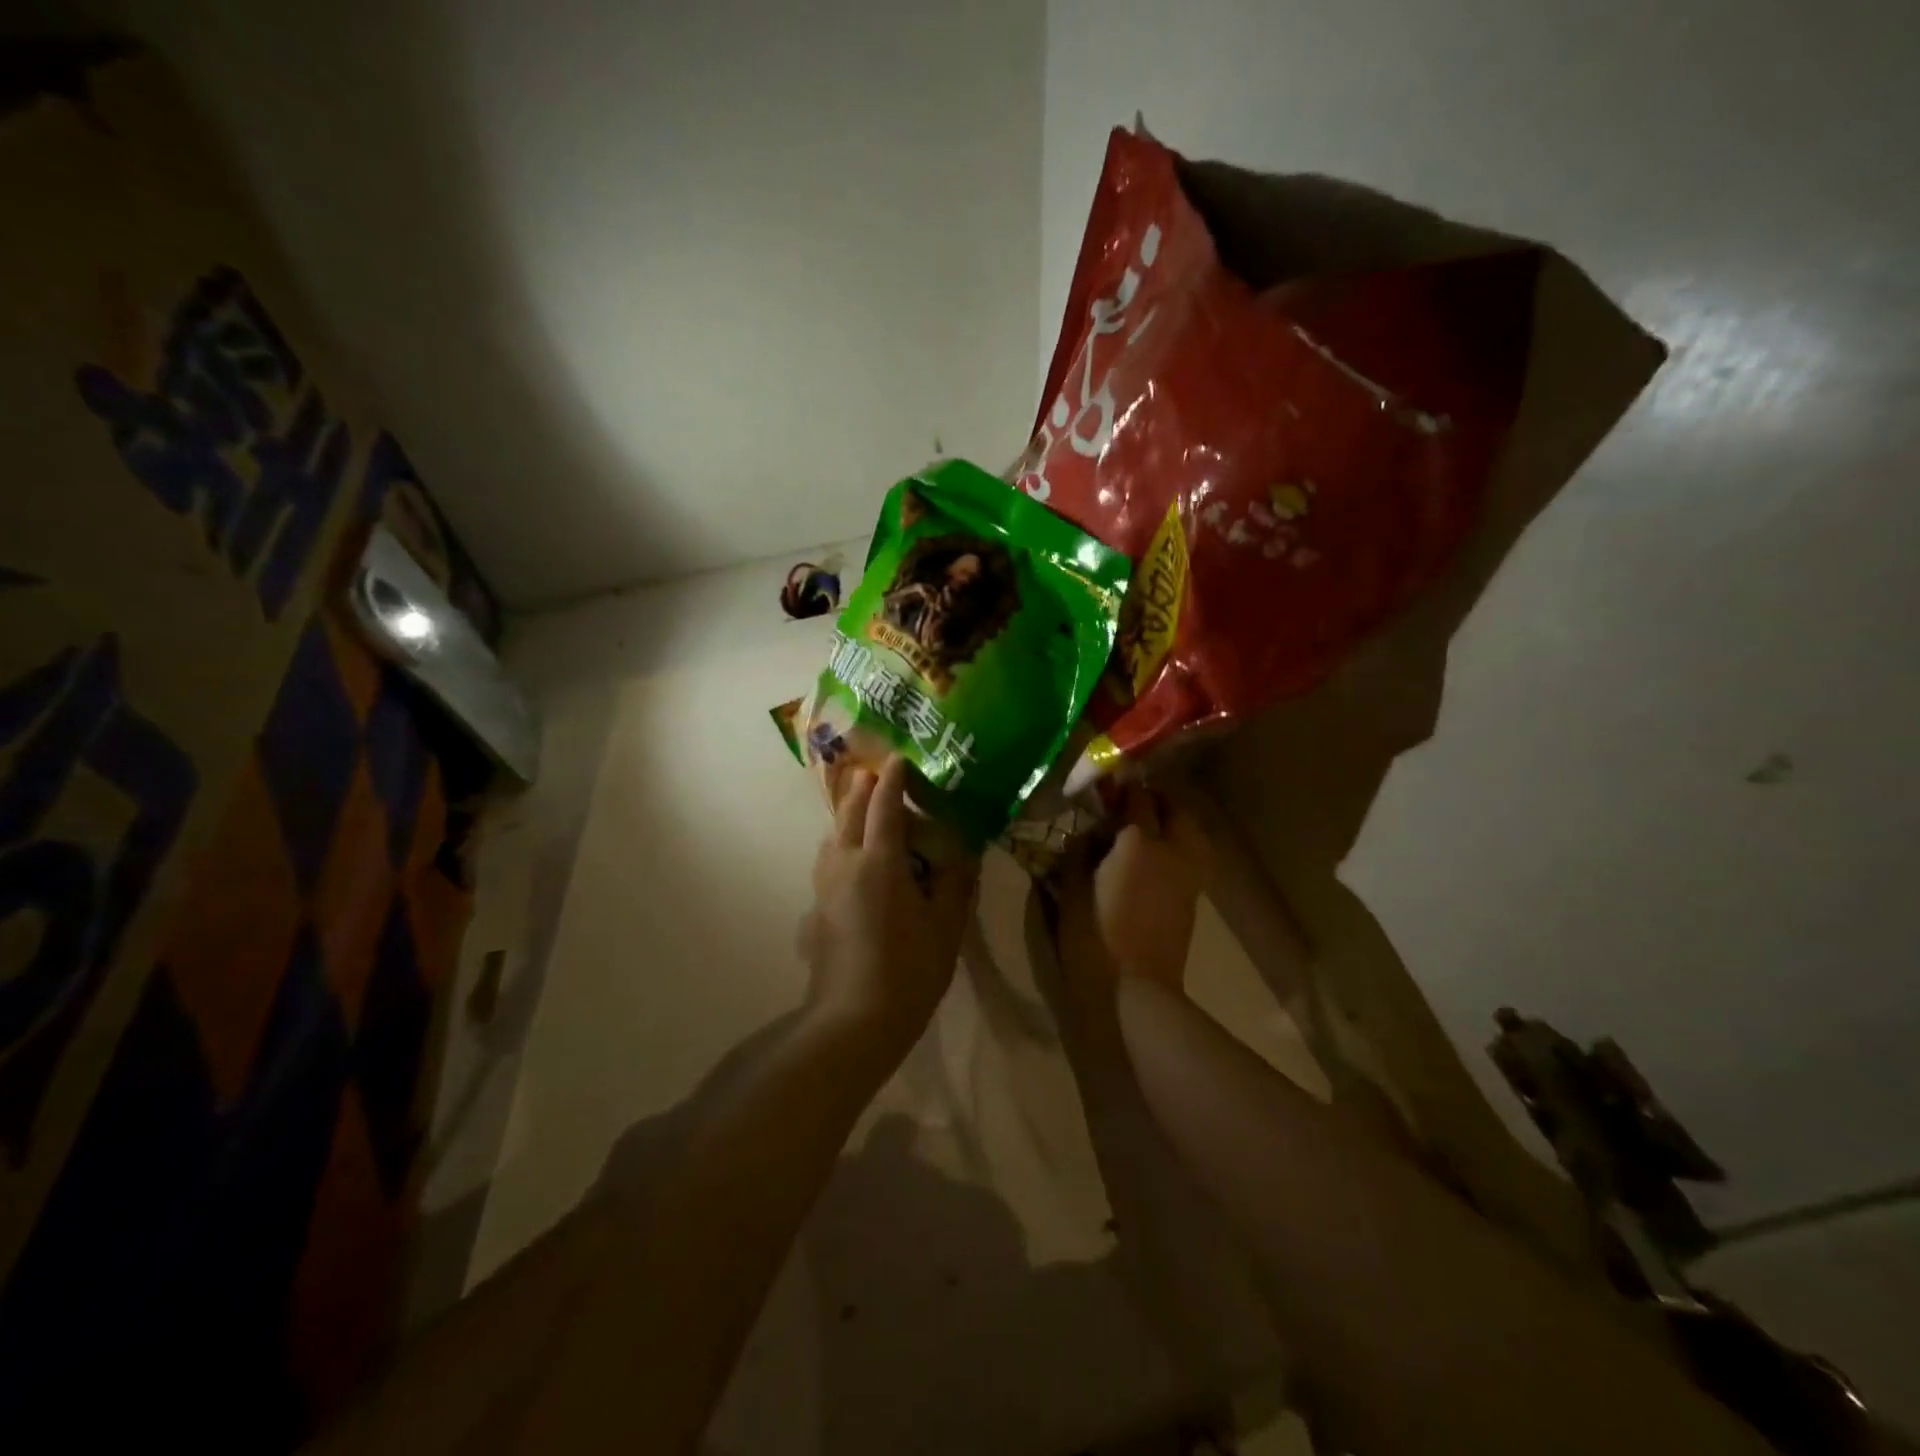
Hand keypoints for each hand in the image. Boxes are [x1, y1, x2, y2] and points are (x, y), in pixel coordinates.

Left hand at [802, 756, 976, 1062]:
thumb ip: (956, 882)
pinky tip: (857, 856)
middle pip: (849, 810)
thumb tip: (964, 850)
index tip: (900, 758)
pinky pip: (829, 856)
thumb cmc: (908, 970)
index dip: (893, 779)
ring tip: (868, 809)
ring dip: (849, 812)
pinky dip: (842, 839)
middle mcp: (845, 862)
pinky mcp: (818, 906)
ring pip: (833, 832)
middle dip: (864, 787)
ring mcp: (825, 884)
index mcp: (879, 861)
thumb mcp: (946, 926)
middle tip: (880, 774)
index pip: (884, 806)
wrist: (852, 1021)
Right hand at [1052, 783, 1209, 995]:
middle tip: (1133, 801)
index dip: (1124, 787)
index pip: (1137, 798)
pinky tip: (1158, 856)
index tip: (1110, 783)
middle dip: (1157, 798)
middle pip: (1176, 809)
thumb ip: (1080, 853)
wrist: (1135, 991)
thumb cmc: (1093, 938)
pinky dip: (1180, 845)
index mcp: (1138, 842)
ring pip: (1192, 832)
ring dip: (1175, 820)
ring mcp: (1188, 875)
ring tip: (1151, 826)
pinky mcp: (1193, 898)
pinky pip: (1193, 856)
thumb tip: (1087, 832)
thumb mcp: (1071, 890)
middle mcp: (1171, 850)